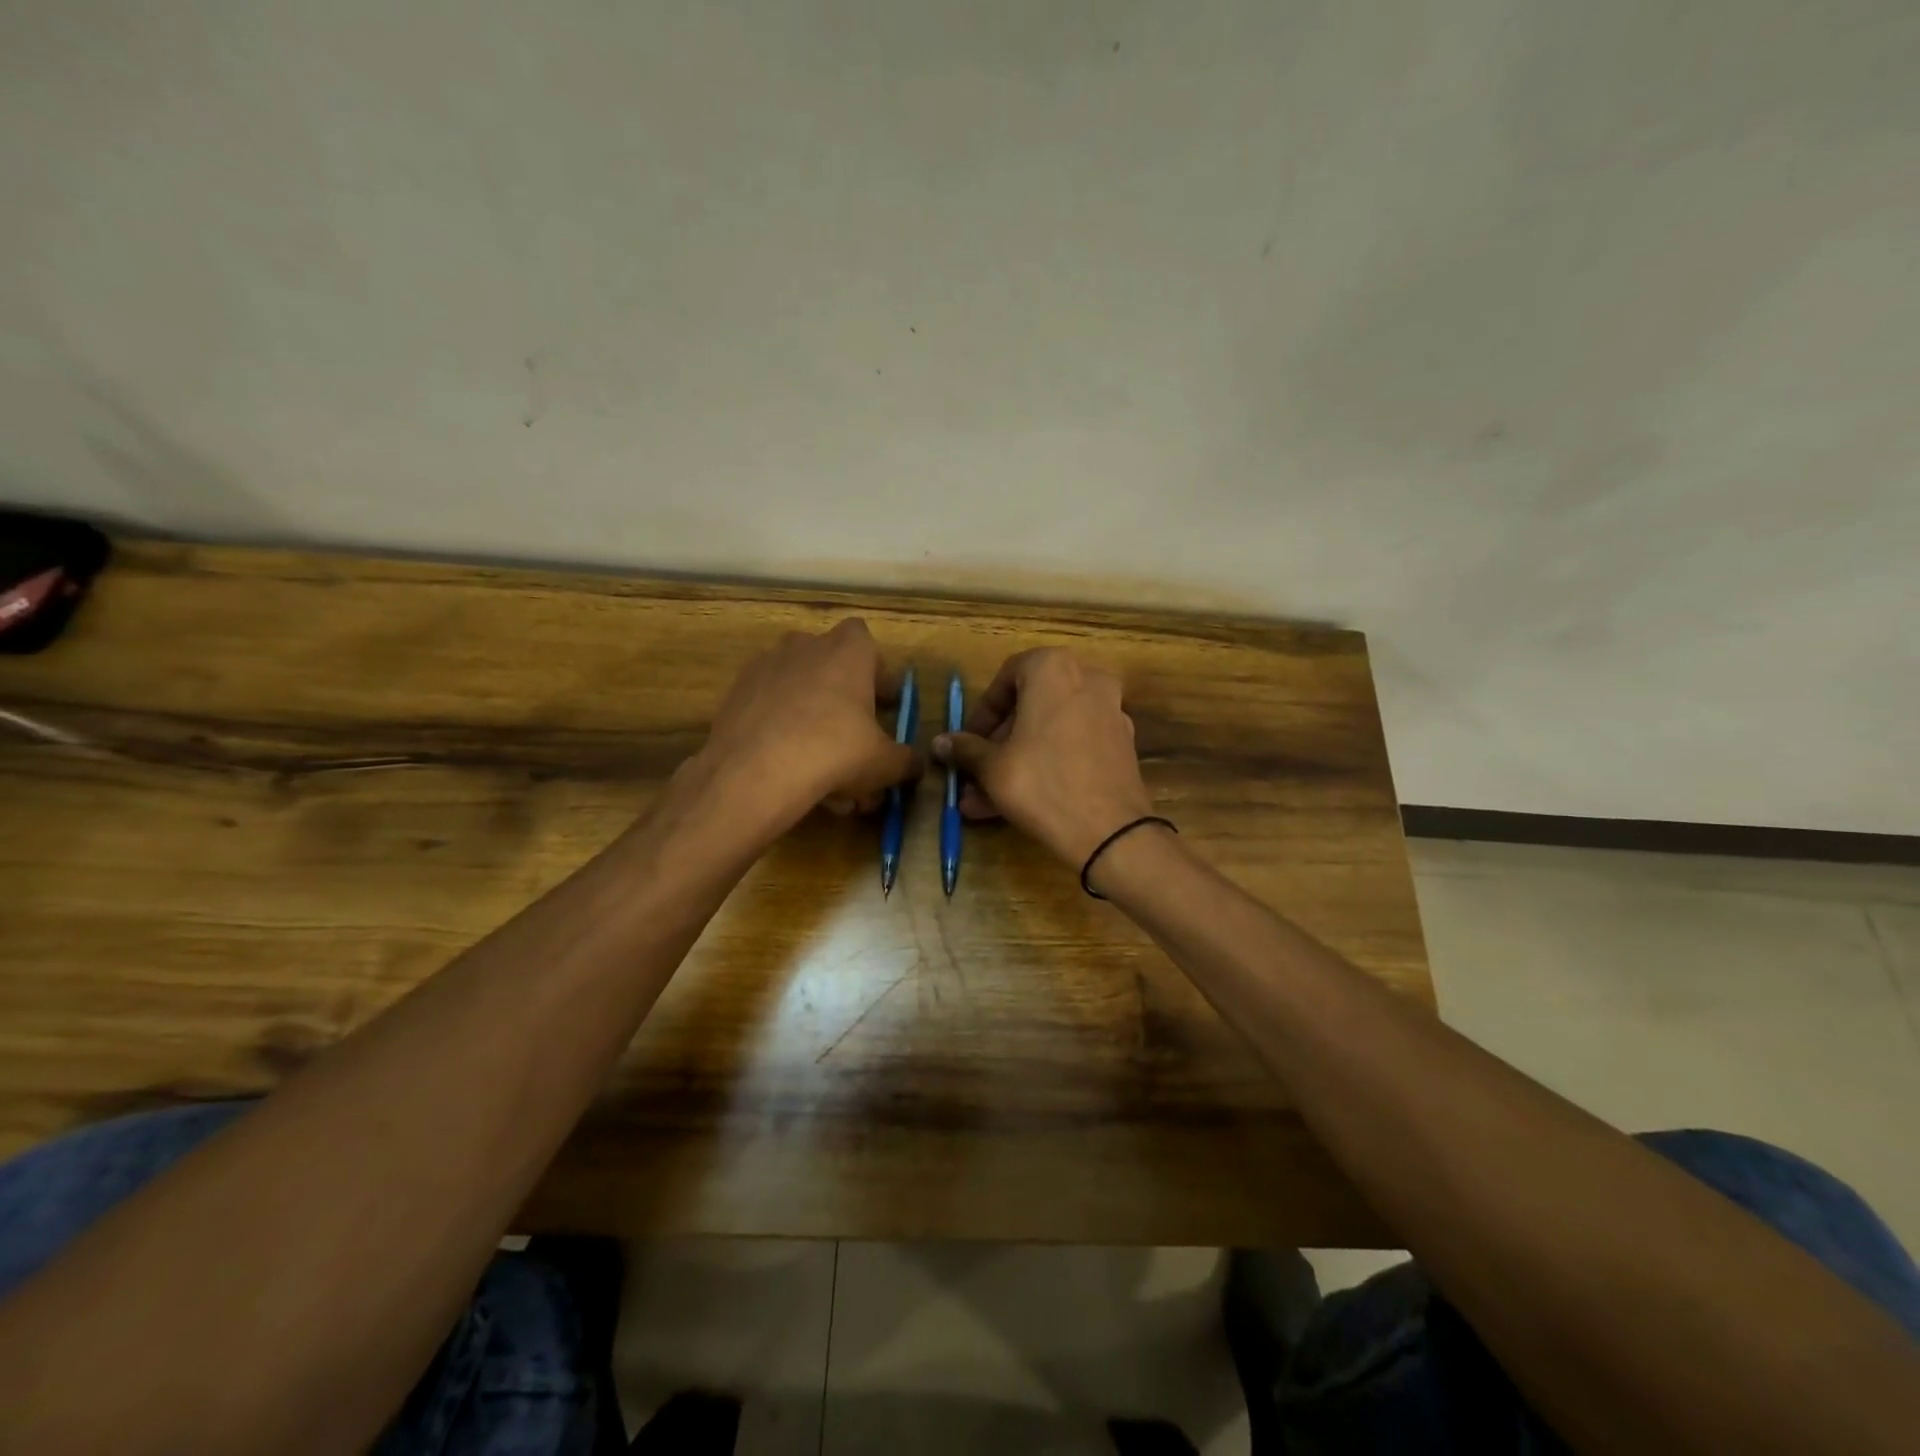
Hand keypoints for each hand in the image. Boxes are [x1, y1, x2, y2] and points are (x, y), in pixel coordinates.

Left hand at [695, 619, 919, 831]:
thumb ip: (906, 761)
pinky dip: (781, 729)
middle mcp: (805, 646)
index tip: (882, 703)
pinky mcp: (736, 693)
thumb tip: (915, 765)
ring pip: (798, 690)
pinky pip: (770, 707)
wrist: (755, 771)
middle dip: (843, 698)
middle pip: (830, 665)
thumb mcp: (884, 763)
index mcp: (847, 650)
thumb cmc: (835, 751)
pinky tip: (788, 767)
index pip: (866, 641)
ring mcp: (766, 666)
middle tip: (854, 737)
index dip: (876, 671)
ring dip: (812, 717)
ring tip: (820, 765)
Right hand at [931, 647, 1154, 868]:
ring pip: (1049, 732)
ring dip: (1016, 761)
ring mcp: (1109, 713)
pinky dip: (1046, 765)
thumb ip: (966, 749)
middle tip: (975, 772)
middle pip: (1030, 707)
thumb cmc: (1042, 783)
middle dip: (998, 744)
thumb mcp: (993, 767)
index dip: (982, 712)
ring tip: (984, 800)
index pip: (1006, 677)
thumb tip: (940, 742)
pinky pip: (1072, 747)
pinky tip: (1017, 803)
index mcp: (1054, 669)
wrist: (1110, 831)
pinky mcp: (1120, 746)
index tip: (967, 741)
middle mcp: (1087, 680)